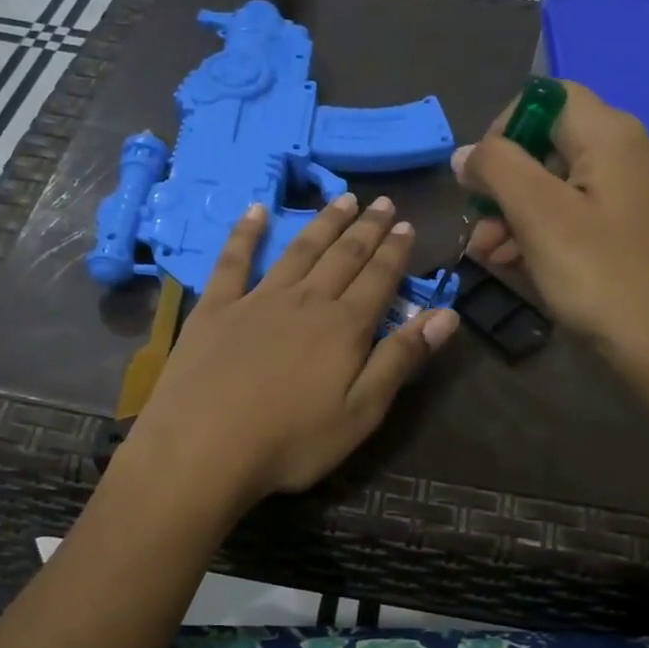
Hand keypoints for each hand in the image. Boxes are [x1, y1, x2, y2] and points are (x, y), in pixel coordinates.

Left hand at [123, 192, 459, 506]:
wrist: (202, 449)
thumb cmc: (291, 442)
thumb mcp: (361, 412)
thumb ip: (401, 358)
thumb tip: (446, 314)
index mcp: (343, 327)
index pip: (378, 278)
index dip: (394, 251)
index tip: (405, 224)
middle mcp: (305, 301)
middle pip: (343, 256)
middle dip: (366, 228)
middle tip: (381, 201)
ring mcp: (257, 300)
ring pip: (299, 250)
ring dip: (323, 223)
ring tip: (342, 198)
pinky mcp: (215, 309)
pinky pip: (233, 260)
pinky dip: (246, 233)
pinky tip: (256, 210)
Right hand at [455, 82, 648, 383]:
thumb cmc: (599, 277)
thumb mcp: (538, 216)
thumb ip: (496, 168)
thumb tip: (466, 154)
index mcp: (614, 135)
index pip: (547, 98)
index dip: (503, 129)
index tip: (479, 179)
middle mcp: (635, 150)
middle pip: (552, 145)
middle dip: (505, 185)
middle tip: (478, 231)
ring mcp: (642, 191)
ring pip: (564, 183)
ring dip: (519, 213)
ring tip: (491, 256)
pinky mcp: (641, 226)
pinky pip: (584, 211)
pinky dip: (549, 229)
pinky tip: (522, 263)